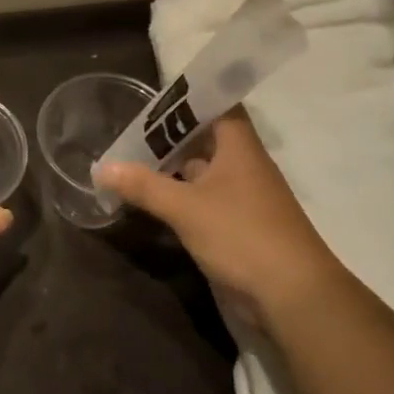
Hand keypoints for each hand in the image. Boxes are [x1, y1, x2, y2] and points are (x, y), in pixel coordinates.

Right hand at [94, 111, 343, 308]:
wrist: (291, 295)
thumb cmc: (242, 235)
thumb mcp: (186, 208)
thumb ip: (143, 186)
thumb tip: (102, 167)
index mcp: (239, 147)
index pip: (218, 104)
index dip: (188, 98)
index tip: (153, 98)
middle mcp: (243, 165)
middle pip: (205, 137)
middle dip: (169, 134)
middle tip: (128, 130)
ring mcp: (241, 196)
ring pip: (202, 170)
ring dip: (171, 166)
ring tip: (130, 160)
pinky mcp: (236, 225)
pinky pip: (202, 198)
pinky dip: (178, 194)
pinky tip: (151, 198)